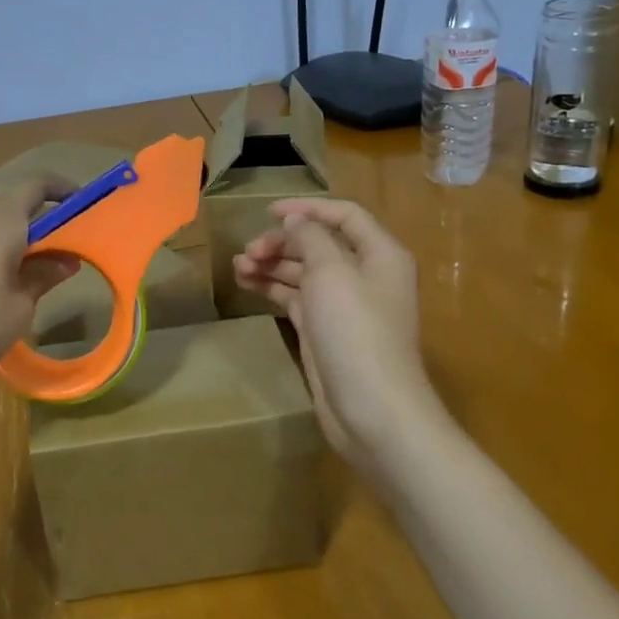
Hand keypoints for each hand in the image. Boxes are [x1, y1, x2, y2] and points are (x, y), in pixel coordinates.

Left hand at [0, 178, 79, 391]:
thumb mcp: (20, 306)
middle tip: (67, 251)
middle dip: (44, 222)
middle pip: (16, 206)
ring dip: (19, 241)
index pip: (38, 185)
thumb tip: (67, 260)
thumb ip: (44, 277)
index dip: (64, 189)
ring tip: (37, 275)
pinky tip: (0, 289)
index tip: (85, 206)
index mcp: (2, 221)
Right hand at [232, 198, 445, 467]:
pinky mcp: (325, 330)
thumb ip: (311, 237)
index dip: (307, 208)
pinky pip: (296, 297)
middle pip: (319, 243)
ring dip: (272, 264)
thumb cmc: (356, 331)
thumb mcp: (332, 272)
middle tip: (249, 251)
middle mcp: (365, 274)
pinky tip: (248, 283)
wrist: (372, 410)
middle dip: (282, 242)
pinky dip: (273, 287)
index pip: (344, 215)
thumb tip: (296, 221)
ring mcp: (344, 304)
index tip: (268, 212)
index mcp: (380, 254)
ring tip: (239, 267)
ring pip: (303, 271)